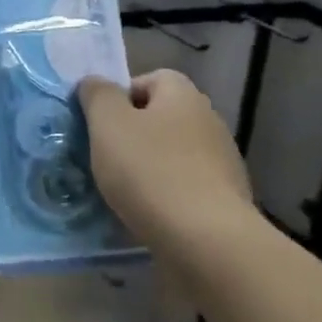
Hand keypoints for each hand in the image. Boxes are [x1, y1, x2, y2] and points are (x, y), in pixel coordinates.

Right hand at [77, 70, 252, 248]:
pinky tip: (148, 214)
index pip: (152, 78)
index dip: (122, 94)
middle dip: (133, 134)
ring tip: (122, 190)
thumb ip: (97, 95)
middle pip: (162, 117)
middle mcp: (209, 123)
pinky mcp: (226, 202)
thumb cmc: (150, 171)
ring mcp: (222, 164)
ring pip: (173, 155)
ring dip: (148, 167)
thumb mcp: (108, 123)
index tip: (101, 122)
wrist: (208, 242)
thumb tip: (95, 83)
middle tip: (105, 155)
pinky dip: (165, 196)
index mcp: (183, 96)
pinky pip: (185, 188)